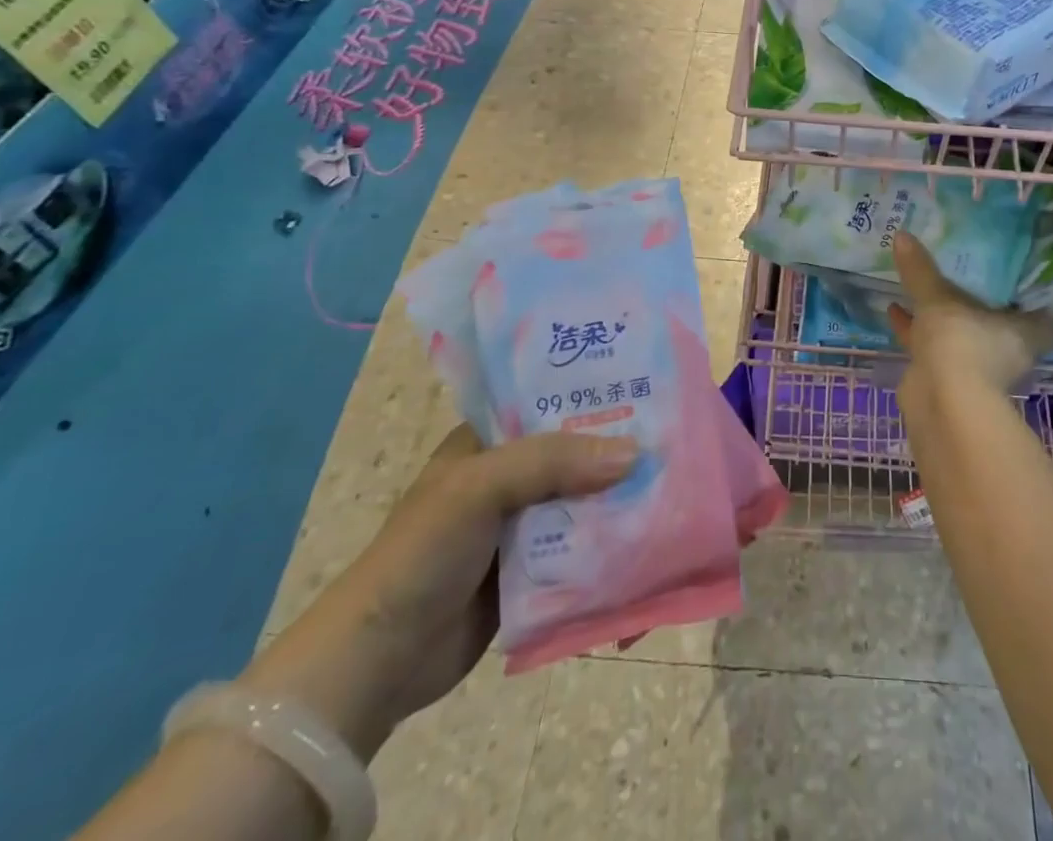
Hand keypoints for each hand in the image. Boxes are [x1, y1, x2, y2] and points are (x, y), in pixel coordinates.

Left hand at [243, 425, 636, 758]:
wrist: (377, 663)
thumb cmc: (422, 554)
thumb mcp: (480, 487)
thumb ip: (552, 462)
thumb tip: (634, 454)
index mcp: (489, 441)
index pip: (551, 402)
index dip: (596, 393)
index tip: (650, 388)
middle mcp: (509, 476)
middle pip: (576, 454)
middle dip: (619, 452)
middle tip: (675, 443)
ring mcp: (521, 526)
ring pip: (583, 502)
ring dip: (619, 503)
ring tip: (675, 492)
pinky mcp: (532, 572)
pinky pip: (581, 551)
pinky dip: (609, 550)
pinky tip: (647, 550)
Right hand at [888, 231, 1052, 397]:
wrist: (941, 403)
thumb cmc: (961, 342)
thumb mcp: (939, 298)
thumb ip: (922, 270)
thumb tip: (902, 234)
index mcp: (1024, 333)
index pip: (1043, 318)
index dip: (1035, 302)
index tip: (1018, 279)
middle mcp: (1006, 352)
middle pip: (997, 324)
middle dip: (979, 304)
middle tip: (963, 272)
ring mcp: (976, 369)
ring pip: (961, 335)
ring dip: (943, 317)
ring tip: (921, 286)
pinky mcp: (947, 379)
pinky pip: (933, 346)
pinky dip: (916, 330)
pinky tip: (894, 309)